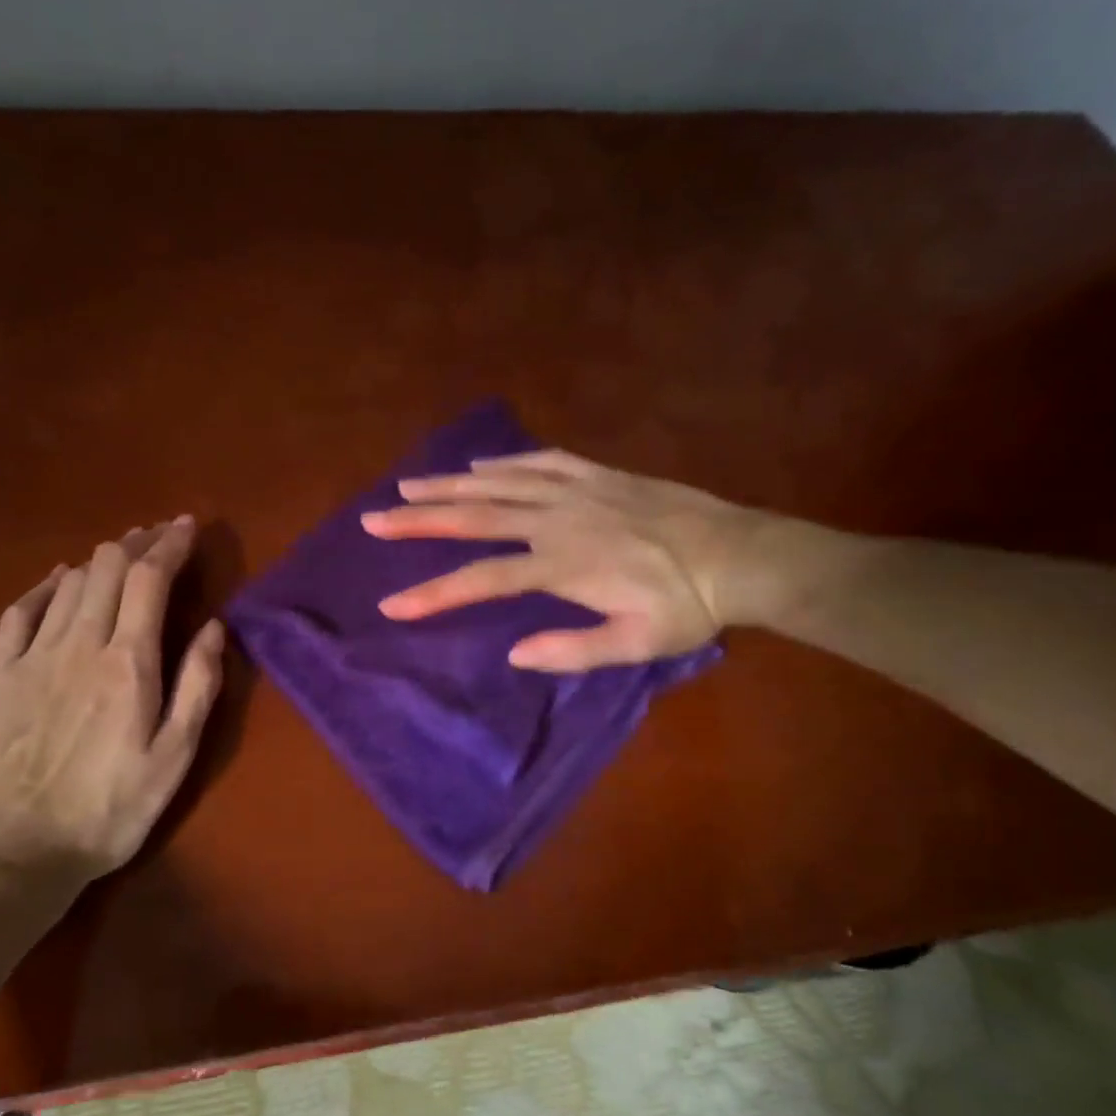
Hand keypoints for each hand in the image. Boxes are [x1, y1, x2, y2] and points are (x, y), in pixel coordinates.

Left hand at [0, 517, 224, 884]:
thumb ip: (197, 687)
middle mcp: (79, 644)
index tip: (187, 525)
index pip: (149, 578)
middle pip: (107, 568)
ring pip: (68, 583)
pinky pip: (19, 611)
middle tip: (159, 537)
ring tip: (121, 556)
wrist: (16, 852)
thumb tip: (214, 627)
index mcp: (128, 662)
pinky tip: (57, 580)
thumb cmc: (109, 810)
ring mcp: (31, 656)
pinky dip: (45, 587)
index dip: (170, 544)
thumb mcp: (174, 758)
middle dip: (138, 542)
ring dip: (99, 561)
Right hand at [361, 449, 770, 671]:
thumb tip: (513, 655)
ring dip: (448, 484)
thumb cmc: (687, 607)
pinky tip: (479, 464)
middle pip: (474, 517)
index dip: (433, 593)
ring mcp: (576, 490)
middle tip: (374, 519)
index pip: (481, 580)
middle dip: (419, 520)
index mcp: (560, 565)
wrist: (740, 555)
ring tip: (406, 486)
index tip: (391, 604)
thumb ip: (573, 650)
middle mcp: (556, 520)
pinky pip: (541, 460)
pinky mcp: (597, 474)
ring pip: (499, 482)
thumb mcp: (636, 643)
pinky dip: (504, 461)